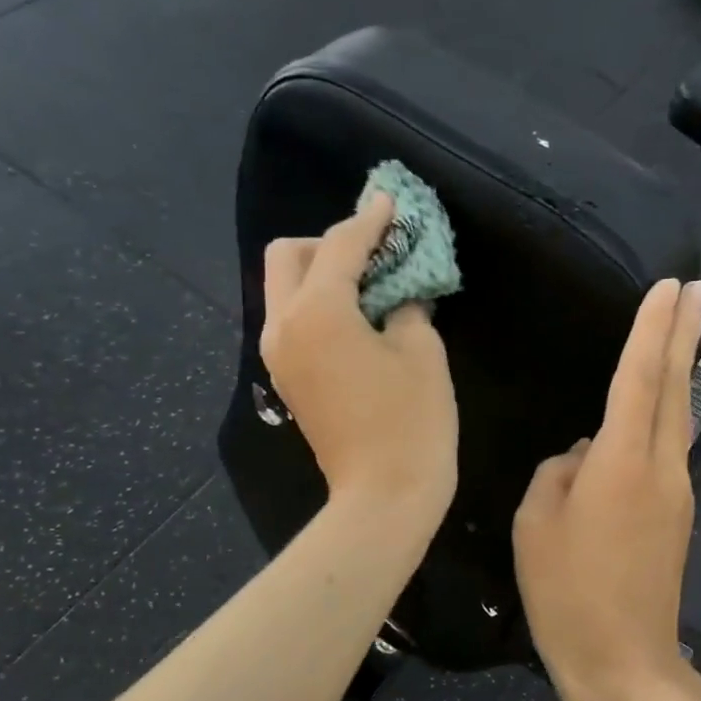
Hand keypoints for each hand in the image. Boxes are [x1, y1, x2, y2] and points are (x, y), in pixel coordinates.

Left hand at [261, 193, 458, 525]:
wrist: (384, 497)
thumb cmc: (412, 422)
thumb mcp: (421, 352)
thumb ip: (406, 306)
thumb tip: (398, 295)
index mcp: (317, 311)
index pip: (341, 246)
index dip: (370, 221)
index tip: (390, 203)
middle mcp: (283, 325)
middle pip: (289, 256)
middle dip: (329, 244)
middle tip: (374, 255)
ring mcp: (278, 355)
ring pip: (285, 289)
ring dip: (321, 275)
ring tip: (370, 287)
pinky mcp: (287, 379)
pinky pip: (293, 321)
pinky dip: (318, 306)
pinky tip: (357, 320)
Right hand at [513, 278, 700, 700]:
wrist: (624, 663)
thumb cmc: (568, 594)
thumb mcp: (537, 526)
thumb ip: (558, 474)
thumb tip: (583, 456)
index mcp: (622, 462)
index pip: (639, 377)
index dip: (651, 329)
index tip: (670, 287)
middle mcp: (660, 468)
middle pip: (674, 387)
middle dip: (685, 333)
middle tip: (699, 287)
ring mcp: (676, 493)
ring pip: (677, 417)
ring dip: (678, 371)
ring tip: (679, 332)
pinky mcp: (676, 518)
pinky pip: (666, 451)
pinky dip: (662, 416)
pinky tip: (646, 414)